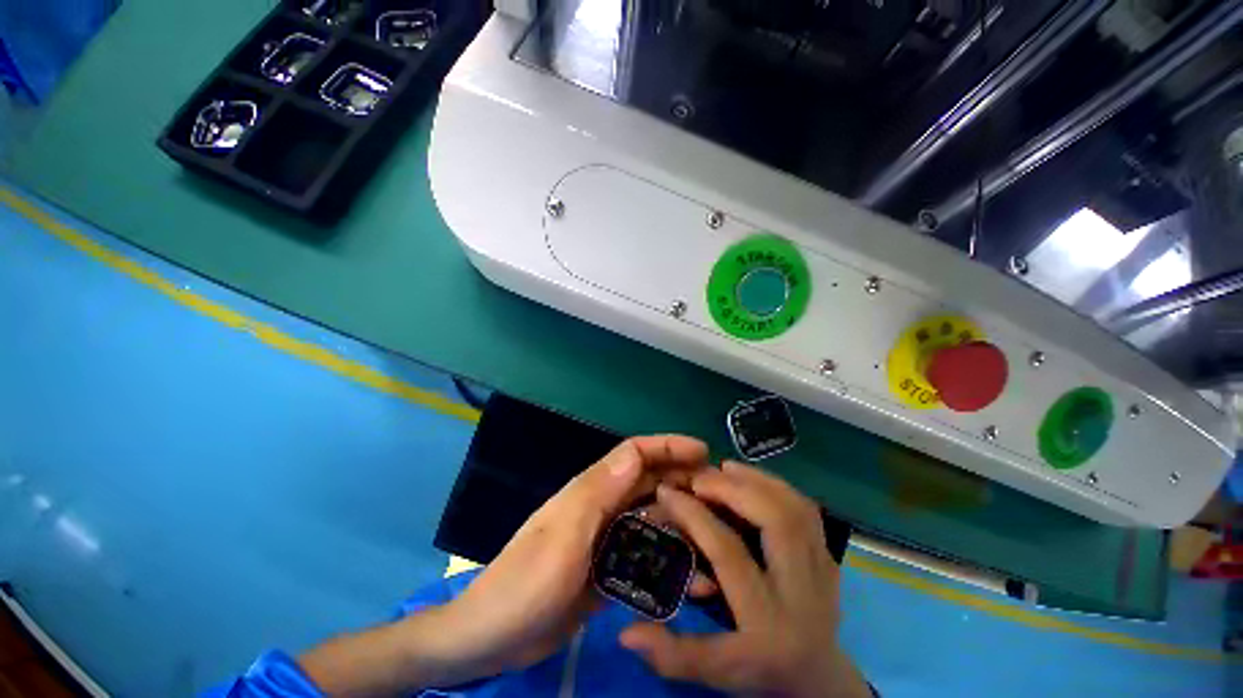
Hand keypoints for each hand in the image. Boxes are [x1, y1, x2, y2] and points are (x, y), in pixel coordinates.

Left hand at [428, 435, 710, 682]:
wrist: (492, 638)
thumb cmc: (525, 585)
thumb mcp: (564, 536)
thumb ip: (599, 493)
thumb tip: (634, 453)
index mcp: (590, 491)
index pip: (633, 454)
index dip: (667, 446)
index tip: (703, 451)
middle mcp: (601, 507)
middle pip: (648, 482)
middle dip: (682, 480)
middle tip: (718, 493)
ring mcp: (605, 538)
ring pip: (650, 517)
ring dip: (681, 520)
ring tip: (716, 533)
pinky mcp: (607, 568)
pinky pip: (644, 555)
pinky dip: (668, 559)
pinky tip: (693, 576)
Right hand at [619, 461, 869, 697]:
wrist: (818, 677)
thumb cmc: (763, 671)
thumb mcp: (717, 672)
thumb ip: (673, 656)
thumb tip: (625, 633)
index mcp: (768, 622)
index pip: (728, 553)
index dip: (694, 515)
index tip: (667, 491)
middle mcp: (801, 590)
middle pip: (775, 521)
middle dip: (733, 489)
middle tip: (701, 476)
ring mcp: (822, 568)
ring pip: (795, 509)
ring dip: (757, 480)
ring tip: (726, 468)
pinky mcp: (829, 555)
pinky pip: (807, 509)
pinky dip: (778, 485)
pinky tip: (753, 479)